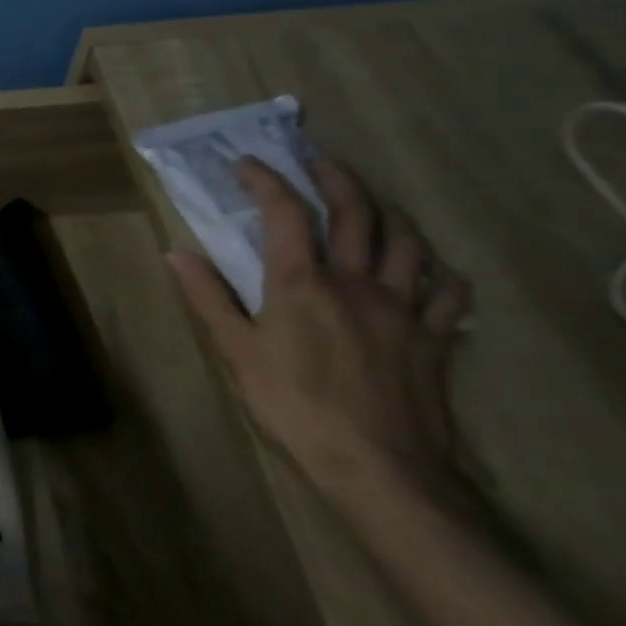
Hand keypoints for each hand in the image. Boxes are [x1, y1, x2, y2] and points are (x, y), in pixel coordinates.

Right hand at [167, 157, 471, 498]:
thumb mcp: (235, 351)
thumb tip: (175, 253)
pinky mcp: (435, 337)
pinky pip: (450, 291)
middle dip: (336, 177)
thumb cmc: (292, 405)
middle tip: (318, 160)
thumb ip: (209, 298)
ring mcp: (404, 307)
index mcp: (302, 282)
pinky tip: (430, 267)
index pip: (286, 213)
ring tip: (372, 202)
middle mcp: (357, 282)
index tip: (248, 162)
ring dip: (389, 211)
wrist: (376, 465)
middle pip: (357, 212)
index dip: (267, 180)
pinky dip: (440, 269)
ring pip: (409, 241)